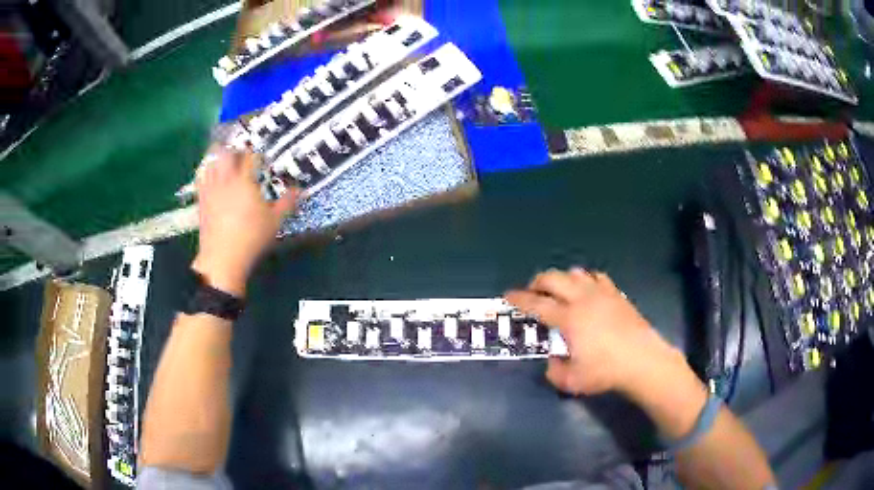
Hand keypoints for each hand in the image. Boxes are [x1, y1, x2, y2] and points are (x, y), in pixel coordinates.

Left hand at [192, 146, 297, 295]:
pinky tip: (211, 175)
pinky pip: (201, 177)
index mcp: (245, 181)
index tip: (262, 159)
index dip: (257, 154)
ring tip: (225, 161)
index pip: (251, 157)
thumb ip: (286, 203)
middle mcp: (226, 179)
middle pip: (226, 152)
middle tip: (241, 155)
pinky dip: (206, 171)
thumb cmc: (251, 238)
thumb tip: (300, 190)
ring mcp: (211, 188)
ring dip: (218, 157)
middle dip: (234, 149)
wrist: (223, 257)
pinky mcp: (201, 199)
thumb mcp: (274, 222)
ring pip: (211, 161)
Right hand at [505, 268, 686, 396]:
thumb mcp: (571, 381)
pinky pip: (596, 277)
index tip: (507, 295)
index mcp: (568, 318)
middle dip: (537, 282)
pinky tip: (586, 290)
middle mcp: (582, 299)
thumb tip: (553, 360)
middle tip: (532, 293)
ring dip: (561, 278)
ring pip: (575, 273)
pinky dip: (585, 280)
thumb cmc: (605, 371)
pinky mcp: (617, 294)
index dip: (519, 299)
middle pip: (553, 278)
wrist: (642, 361)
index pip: (537, 304)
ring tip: (558, 291)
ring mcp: (601, 293)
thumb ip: (554, 371)